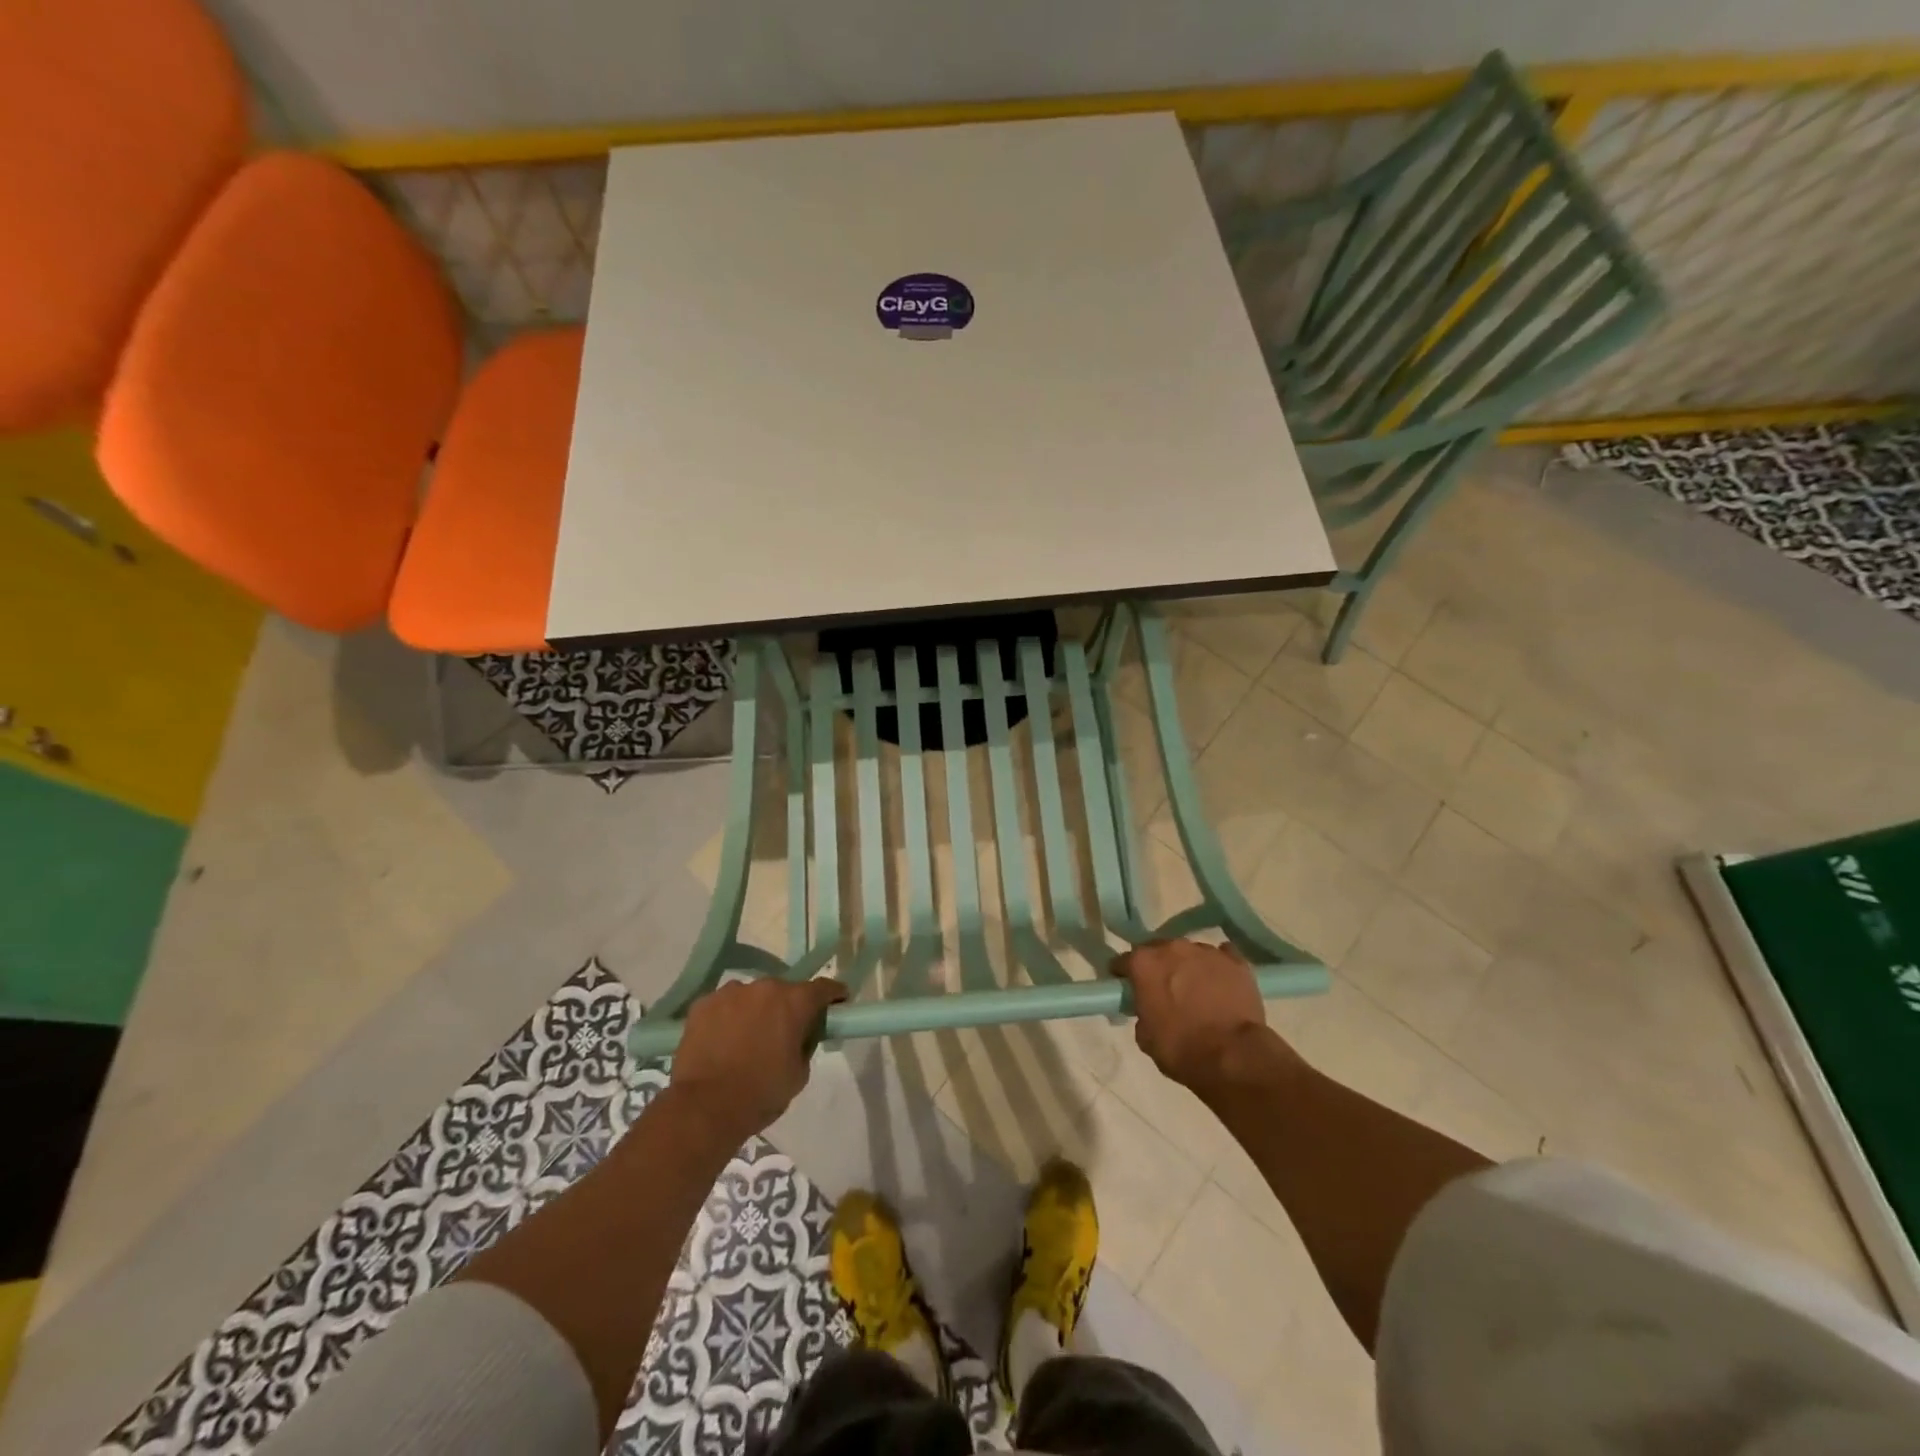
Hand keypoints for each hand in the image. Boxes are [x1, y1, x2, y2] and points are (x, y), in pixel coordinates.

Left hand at [668, 977, 846, 1145]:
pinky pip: (724, 1005)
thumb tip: (800, 1035)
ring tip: (746, 1039)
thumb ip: (805, 1045)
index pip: (823, 988)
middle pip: (784, 991)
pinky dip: (727, 1018)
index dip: (833, 996)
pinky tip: (722, 1041)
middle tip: (783, 1032)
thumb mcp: (799, 1073)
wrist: (704, 1108)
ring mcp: (730, 992)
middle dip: (788, 1007)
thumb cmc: (760, 1093)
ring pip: (751, 996)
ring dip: (755, 1011)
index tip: (837, 1004)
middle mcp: (764, 987)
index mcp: (794, 1002)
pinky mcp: (703, 1004)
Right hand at [1112, 940, 1283, 1091]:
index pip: (1124, 961)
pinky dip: (1219, 967)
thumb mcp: (1145, 1037)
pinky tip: (1222, 983)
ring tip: (1197, 990)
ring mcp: (1206, 951)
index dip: (1124, 974)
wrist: (1233, 1056)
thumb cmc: (1181, 1049)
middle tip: (1164, 989)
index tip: (1127, 986)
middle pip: (1159, 951)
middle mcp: (1172, 948)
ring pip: (1191, 953)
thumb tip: (1150, 1010)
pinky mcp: (1236, 962)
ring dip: (1189, 967)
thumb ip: (1143, 1013)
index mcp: (1144, 964)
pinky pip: (1223, 957)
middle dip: (1159, 966)